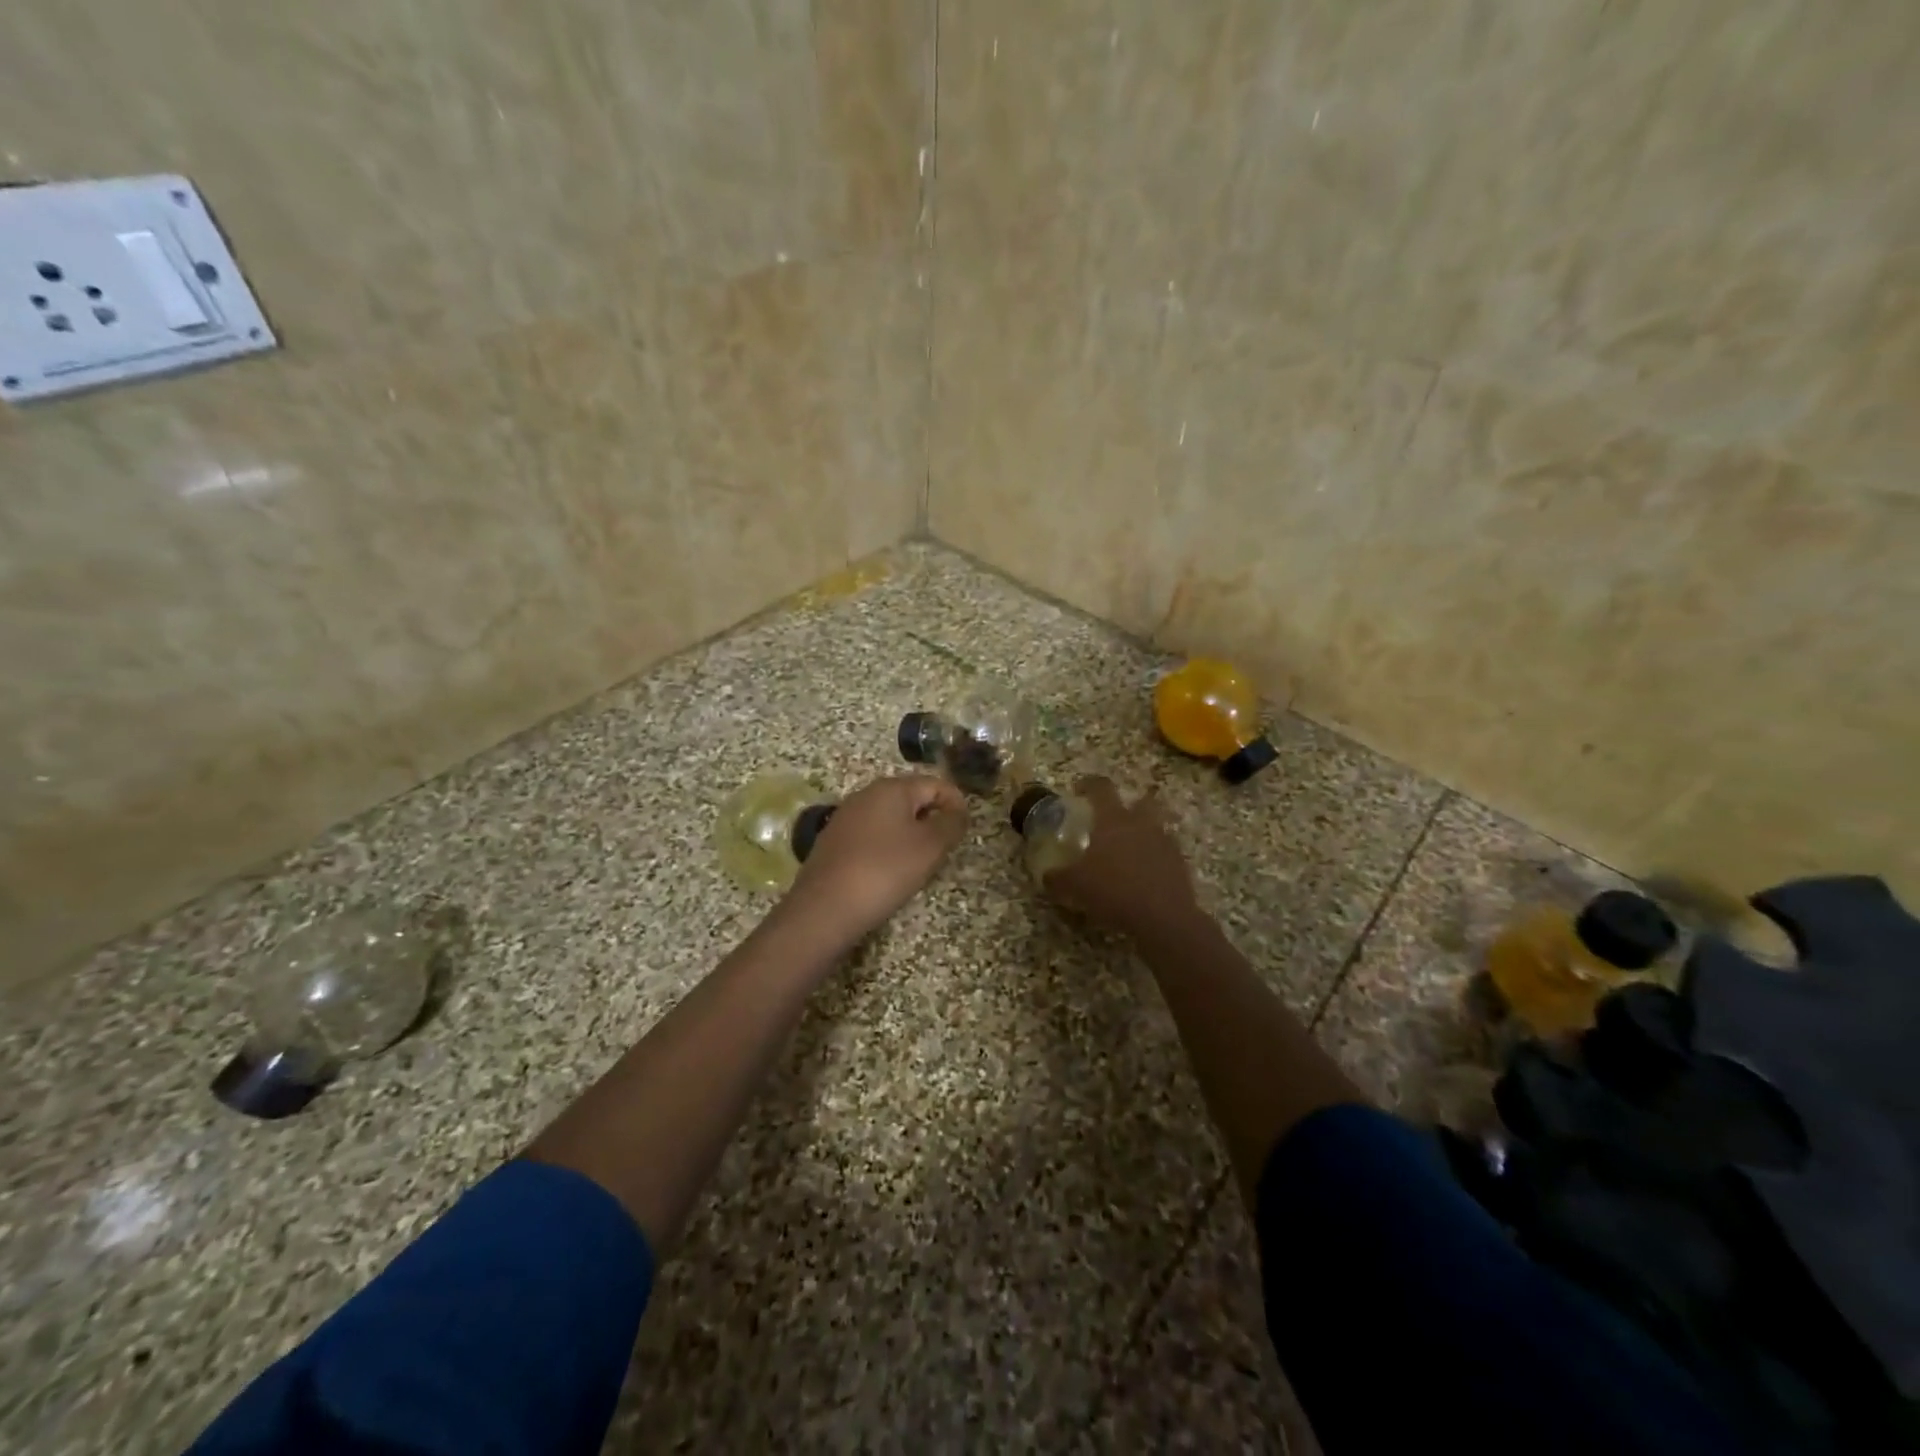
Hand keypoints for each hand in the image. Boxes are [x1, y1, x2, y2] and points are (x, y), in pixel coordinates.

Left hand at [784, 773, 968, 947]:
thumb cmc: (885, 871)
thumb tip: (958, 812)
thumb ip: (951, 824)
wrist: (825, 908)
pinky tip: (890, 872)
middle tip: (946, 848)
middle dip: (933, 819)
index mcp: (892, 788)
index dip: (956, 803)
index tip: (966, 830)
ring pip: (890, 818)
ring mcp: (846, 817)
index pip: (935, 784)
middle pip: (911, 798)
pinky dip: (888, 848)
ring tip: (921, 863)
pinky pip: (872, 835)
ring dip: (911, 834)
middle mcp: (866, 794)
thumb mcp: (930, 847)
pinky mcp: (834, 841)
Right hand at [1043, 776, 1203, 941]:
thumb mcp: (1075, 886)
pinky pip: (1166, 853)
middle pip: (1141, 800)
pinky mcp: (1179, 863)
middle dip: (1130, 805)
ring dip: (1145, 833)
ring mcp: (1164, 842)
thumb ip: (1058, 877)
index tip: (1079, 788)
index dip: (1089, 784)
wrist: (1162, 917)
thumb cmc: (1113, 890)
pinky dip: (1156, 859)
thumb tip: (1046, 875)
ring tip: (1130, 852)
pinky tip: (1145, 876)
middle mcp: (1141, 823)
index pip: (1101, 788)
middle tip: (1115, 820)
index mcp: (1113, 820)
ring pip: (1156, 826)